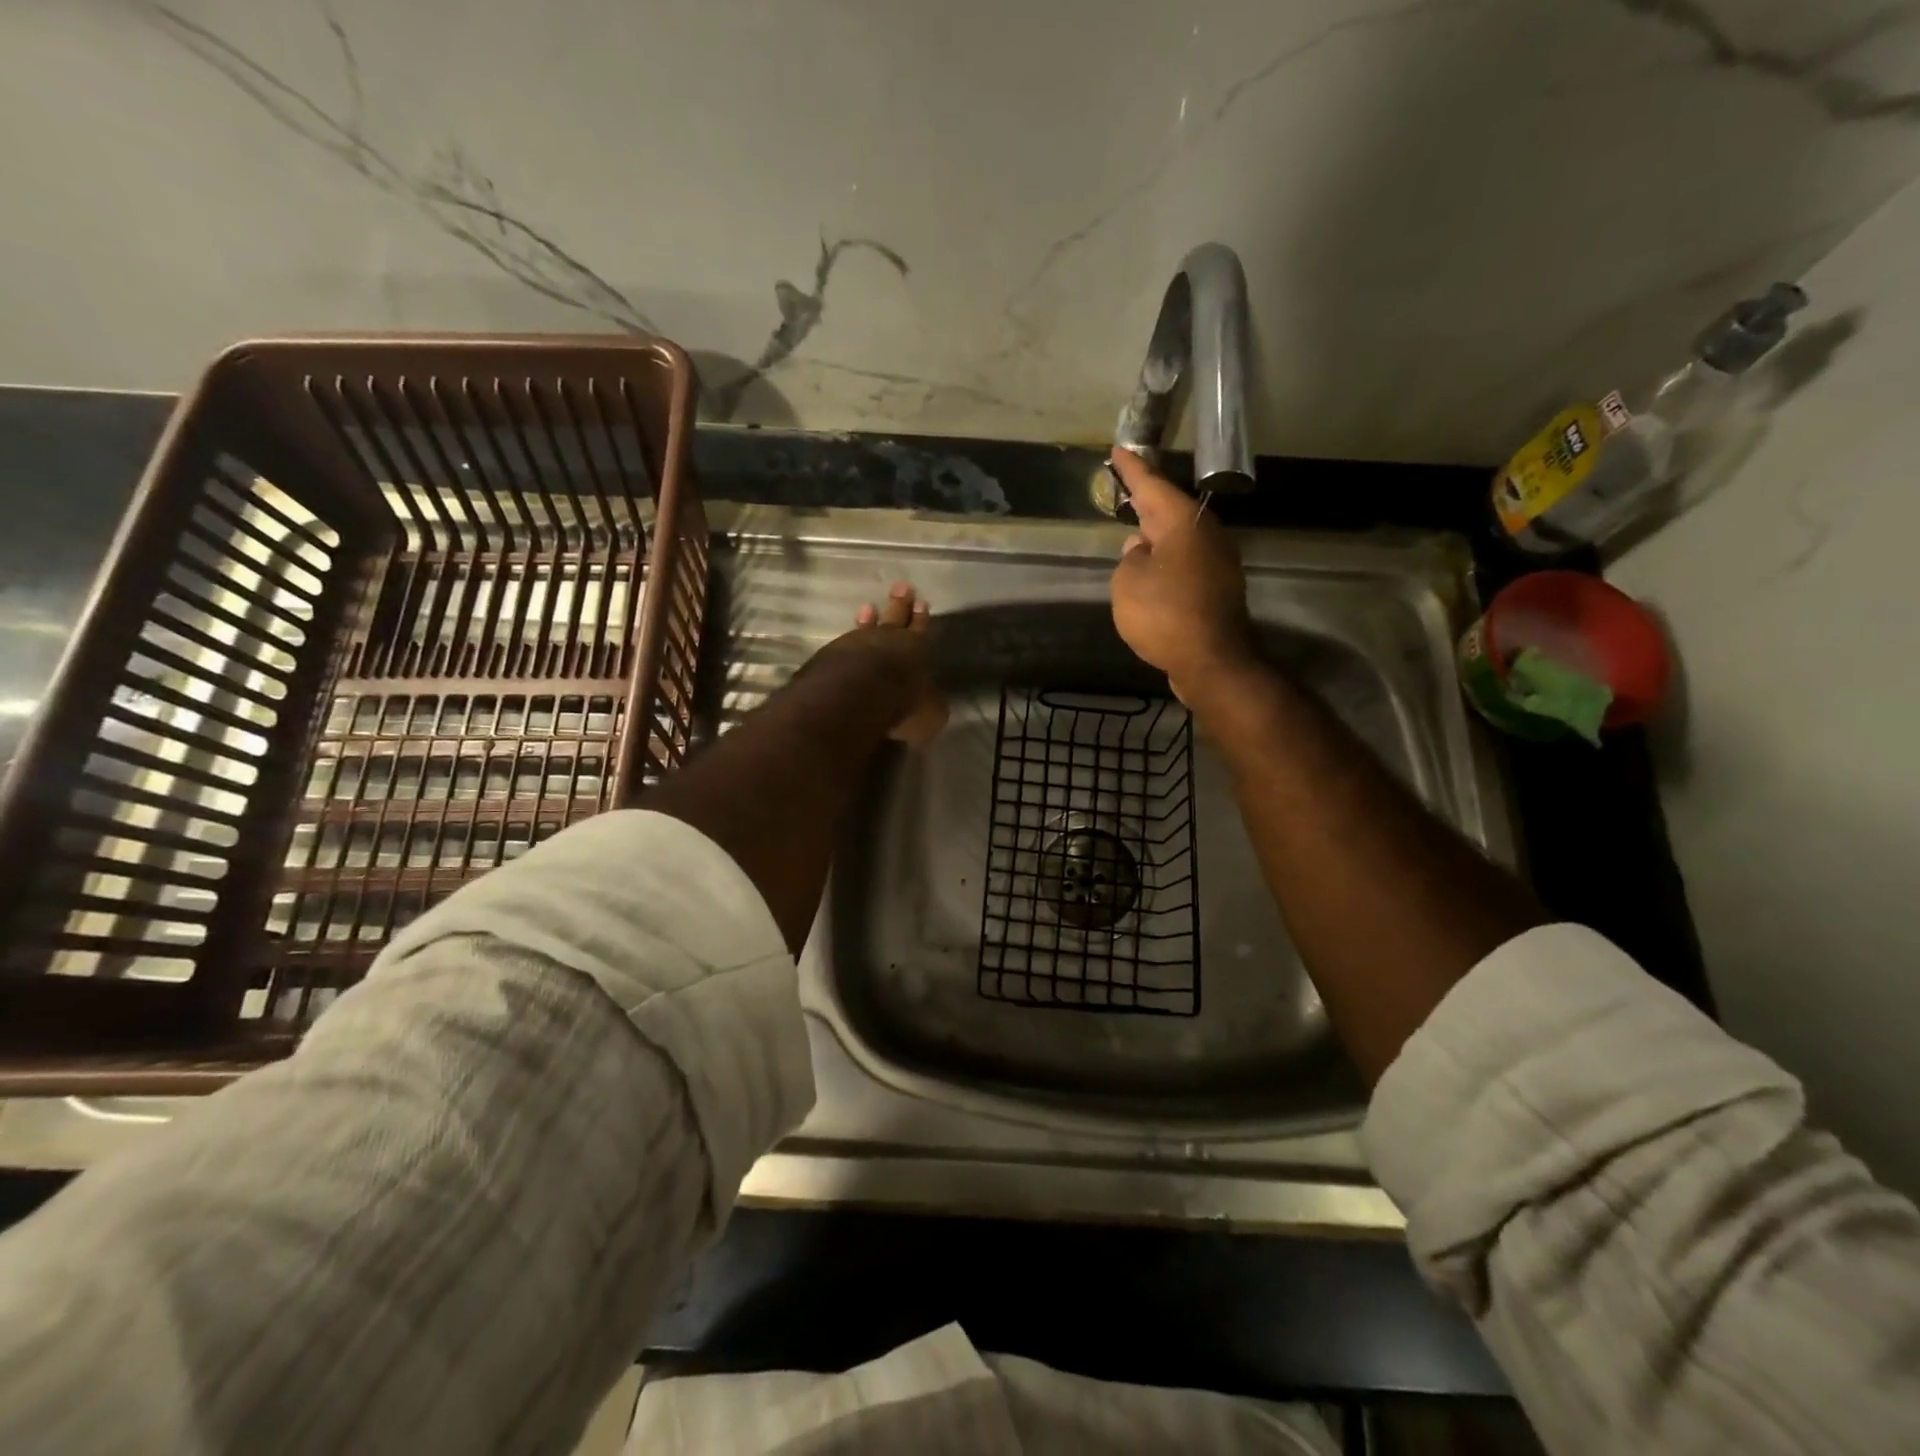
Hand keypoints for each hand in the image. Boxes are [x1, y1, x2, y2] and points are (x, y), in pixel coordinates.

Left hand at [812, 582, 947, 749]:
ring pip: (867, 628)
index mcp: (917, 651)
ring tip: (868, 608)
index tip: (922, 603)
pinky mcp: (831, 656)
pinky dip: (849, 640)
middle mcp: (888, 642)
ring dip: (869, 619)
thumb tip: (931, 707)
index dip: (922, 619)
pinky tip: (846, 639)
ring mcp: (856, 645)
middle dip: (900, 605)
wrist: (854, 694)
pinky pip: (845, 644)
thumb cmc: (902, 702)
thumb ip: (930, 707)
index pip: (922, 631)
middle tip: (902, 587)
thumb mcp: (930, 714)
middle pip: (896, 619)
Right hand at [1108, 448, 1258, 702]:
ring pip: (1179, 539)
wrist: (1212, 661)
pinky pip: (1185, 564)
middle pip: (1170, 511)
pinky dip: (1166, 562)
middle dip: (1146, 501)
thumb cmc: (1164, 615)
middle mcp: (1206, 535)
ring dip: (1156, 535)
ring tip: (1133, 532)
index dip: (1131, 469)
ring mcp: (1217, 562)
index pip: (1151, 486)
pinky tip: (1151, 572)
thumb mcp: (1128, 584)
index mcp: (1183, 523)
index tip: (1117, 450)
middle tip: (1124, 490)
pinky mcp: (1218, 589)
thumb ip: (1129, 560)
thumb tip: (1141, 550)